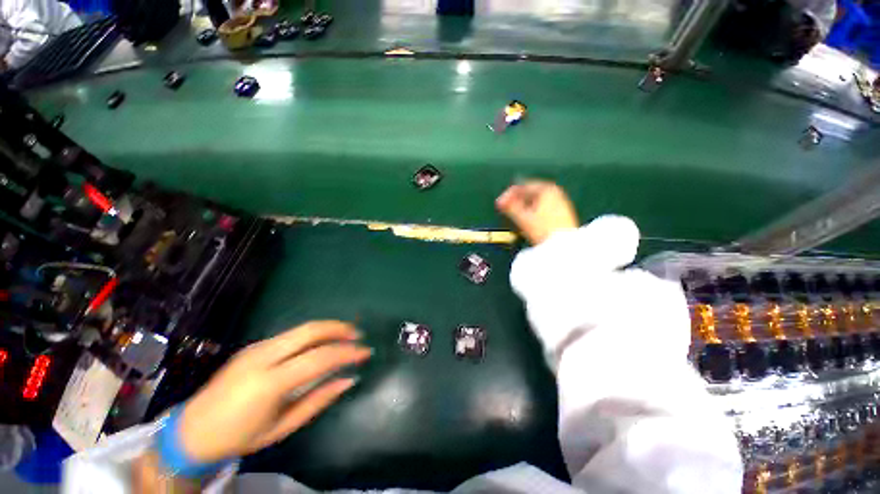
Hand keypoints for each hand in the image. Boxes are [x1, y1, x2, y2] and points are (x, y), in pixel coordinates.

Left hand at [178, 321, 371, 462]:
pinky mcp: (254, 346)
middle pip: (310, 331)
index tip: (365, 352)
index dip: (346, 353)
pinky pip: (291, 334)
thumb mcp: (283, 427)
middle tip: (358, 334)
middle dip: (339, 328)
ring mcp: (256, 348)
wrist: (192, 431)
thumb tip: (349, 379)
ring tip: (346, 335)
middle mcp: (263, 357)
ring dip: (328, 328)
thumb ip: (319, 400)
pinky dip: (313, 334)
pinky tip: (322, 342)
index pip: (318, 358)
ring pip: (301, 328)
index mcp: (269, 383)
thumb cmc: (240, 436)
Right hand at [496, 181, 578, 245]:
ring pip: (536, 200)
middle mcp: (555, 192)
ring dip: (523, 206)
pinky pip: (542, 206)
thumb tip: (500, 201)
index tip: (499, 203)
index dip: (508, 194)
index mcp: (546, 189)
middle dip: (516, 200)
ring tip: (514, 214)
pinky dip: (532, 210)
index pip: (522, 186)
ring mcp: (561, 202)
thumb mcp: (523, 218)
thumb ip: (510, 207)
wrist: (564, 246)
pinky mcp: (563, 212)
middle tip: (505, 208)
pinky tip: (527, 219)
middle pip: (530, 192)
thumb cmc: (544, 230)